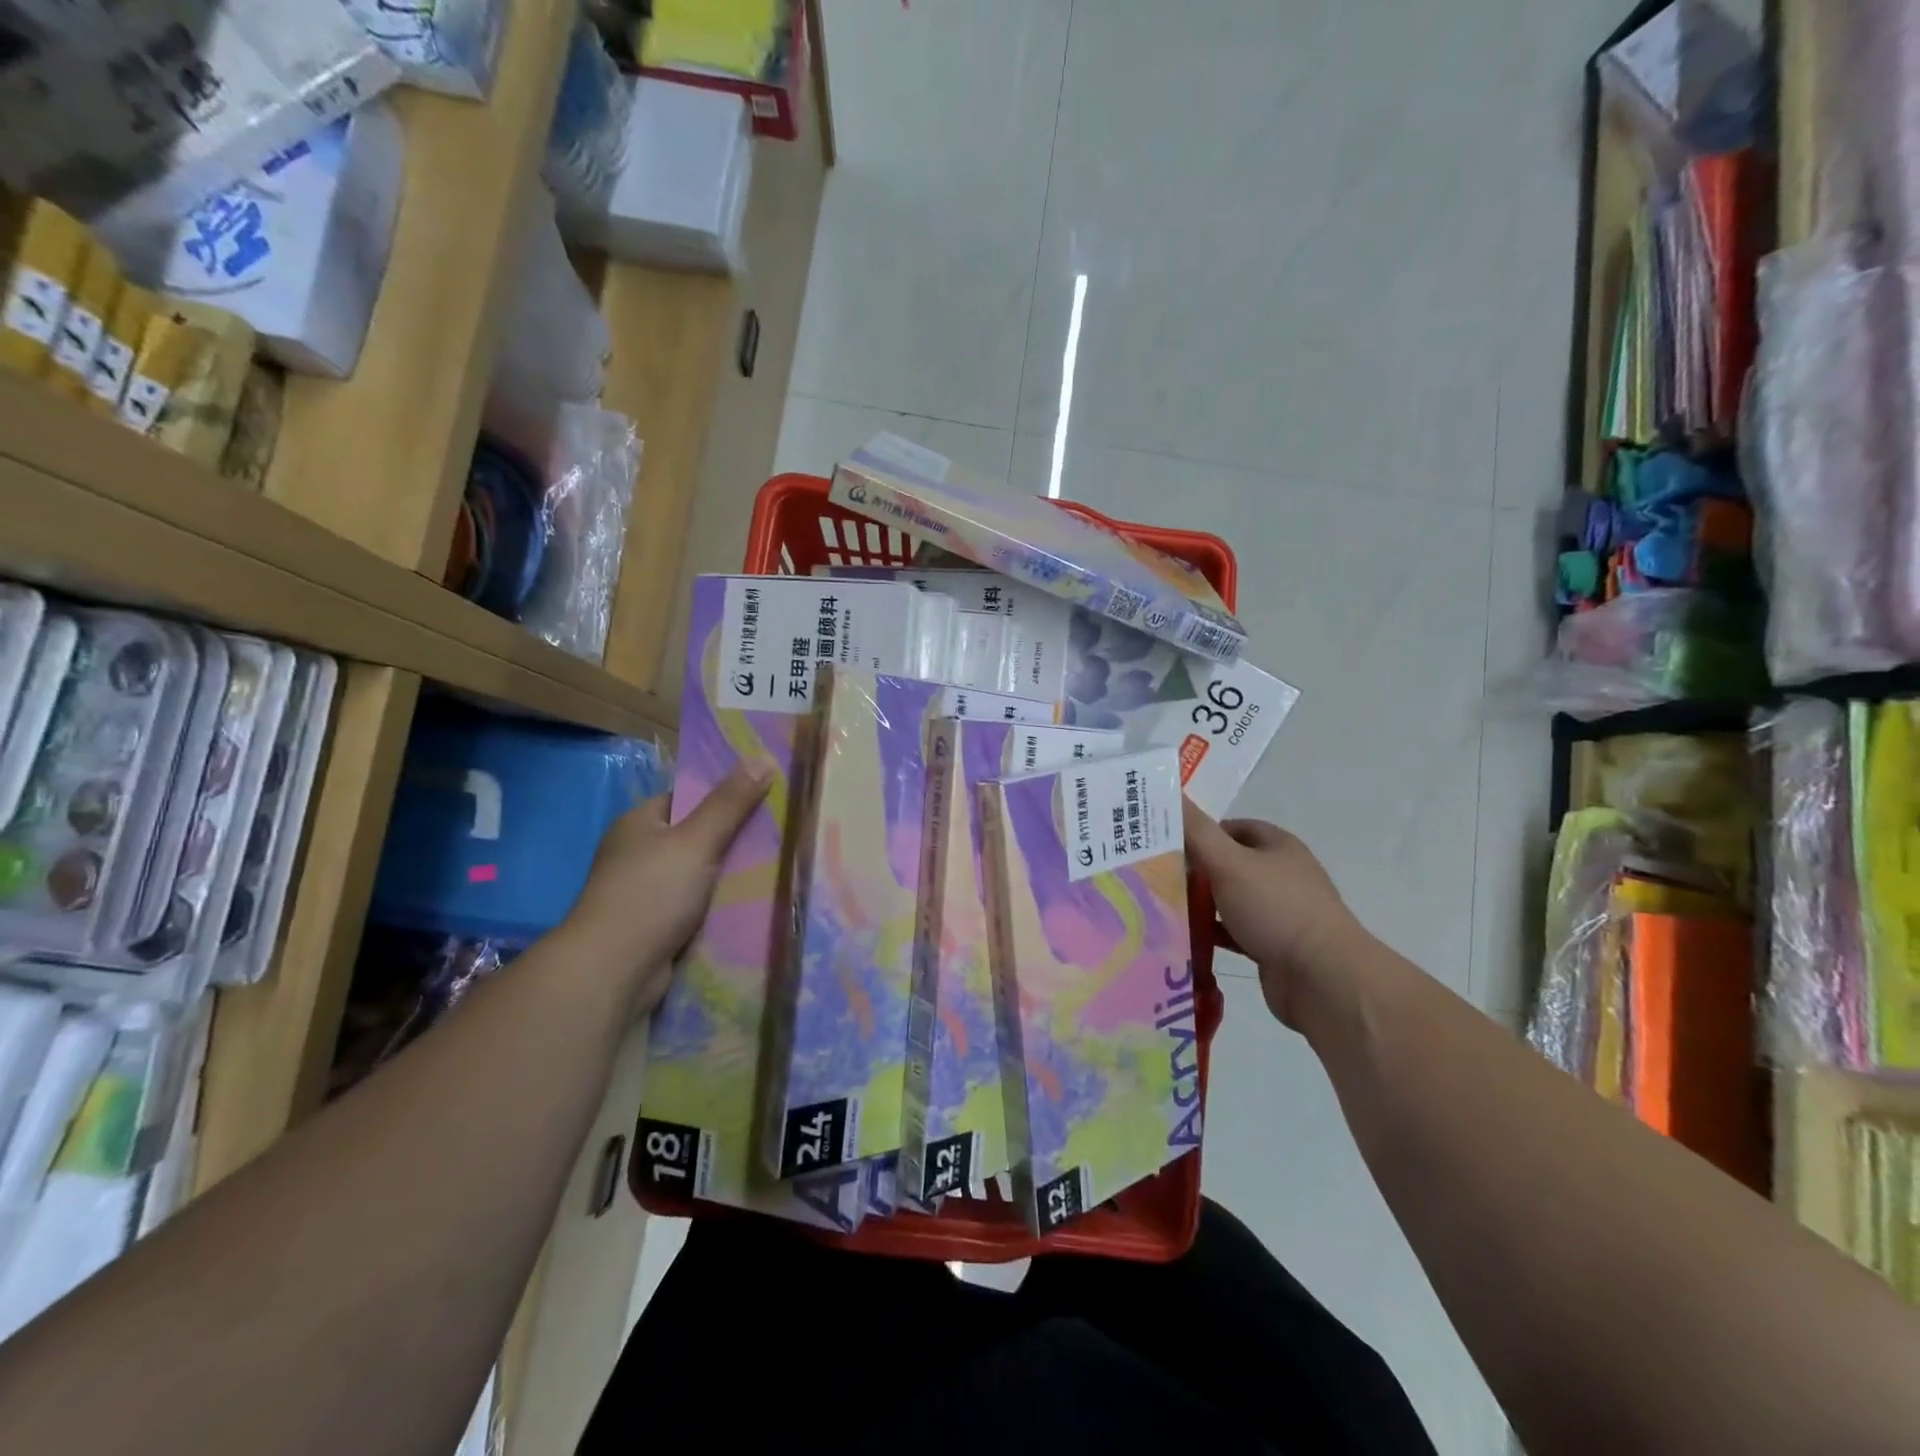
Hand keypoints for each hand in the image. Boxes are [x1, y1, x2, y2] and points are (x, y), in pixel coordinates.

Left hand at [567, 760, 772, 1012]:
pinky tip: (754, 902)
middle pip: (697, 835)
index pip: (687, 796)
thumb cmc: (651, 894)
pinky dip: (721, 903)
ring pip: (701, 873)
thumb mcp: (697, 840)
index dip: (724, 793)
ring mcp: (646, 891)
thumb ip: (730, 802)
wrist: (613, 971)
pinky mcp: (657, 925)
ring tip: (779, 864)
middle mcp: (639, 853)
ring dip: (731, 874)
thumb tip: (762, 757)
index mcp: (640, 823)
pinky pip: (698, 904)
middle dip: (735, 836)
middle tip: (781, 831)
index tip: (765, 794)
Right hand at [1184, 800, 1364, 1028]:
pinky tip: (1186, 937)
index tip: (1166, 845)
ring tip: (1162, 907)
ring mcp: (1279, 912)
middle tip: (1156, 877)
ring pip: (1230, 900)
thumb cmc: (1276, 909)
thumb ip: (1196, 831)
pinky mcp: (1273, 946)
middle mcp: (1281, 874)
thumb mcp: (1229, 863)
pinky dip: (1213, 933)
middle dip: (1195, 870)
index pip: (1231, 828)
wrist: (1323, 979)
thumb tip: (1171, 792)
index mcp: (1277, 846)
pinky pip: (1234, 932)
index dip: (1199, 833)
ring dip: (1202, 904)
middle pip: (1228, 864)